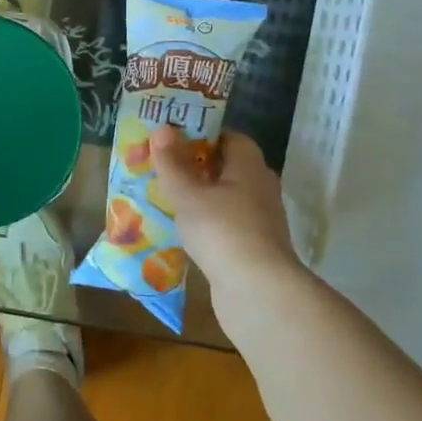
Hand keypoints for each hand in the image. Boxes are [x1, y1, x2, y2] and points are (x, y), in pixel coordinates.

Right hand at [149, 125, 305, 309]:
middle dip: (195, 165)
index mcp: (249, 166)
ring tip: (165, 196)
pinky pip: (225, 222)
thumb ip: (172, 162)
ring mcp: (259, 219)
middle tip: (161, 166)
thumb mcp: (187, 193)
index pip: (230, 137)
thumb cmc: (221, 230)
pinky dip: (205, 221)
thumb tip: (162, 128)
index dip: (202, 134)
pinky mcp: (253, 246)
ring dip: (199, 195)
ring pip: (225, 196)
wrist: (257, 291)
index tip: (172, 139)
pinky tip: (181, 228)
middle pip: (226, 167)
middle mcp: (260, 188)